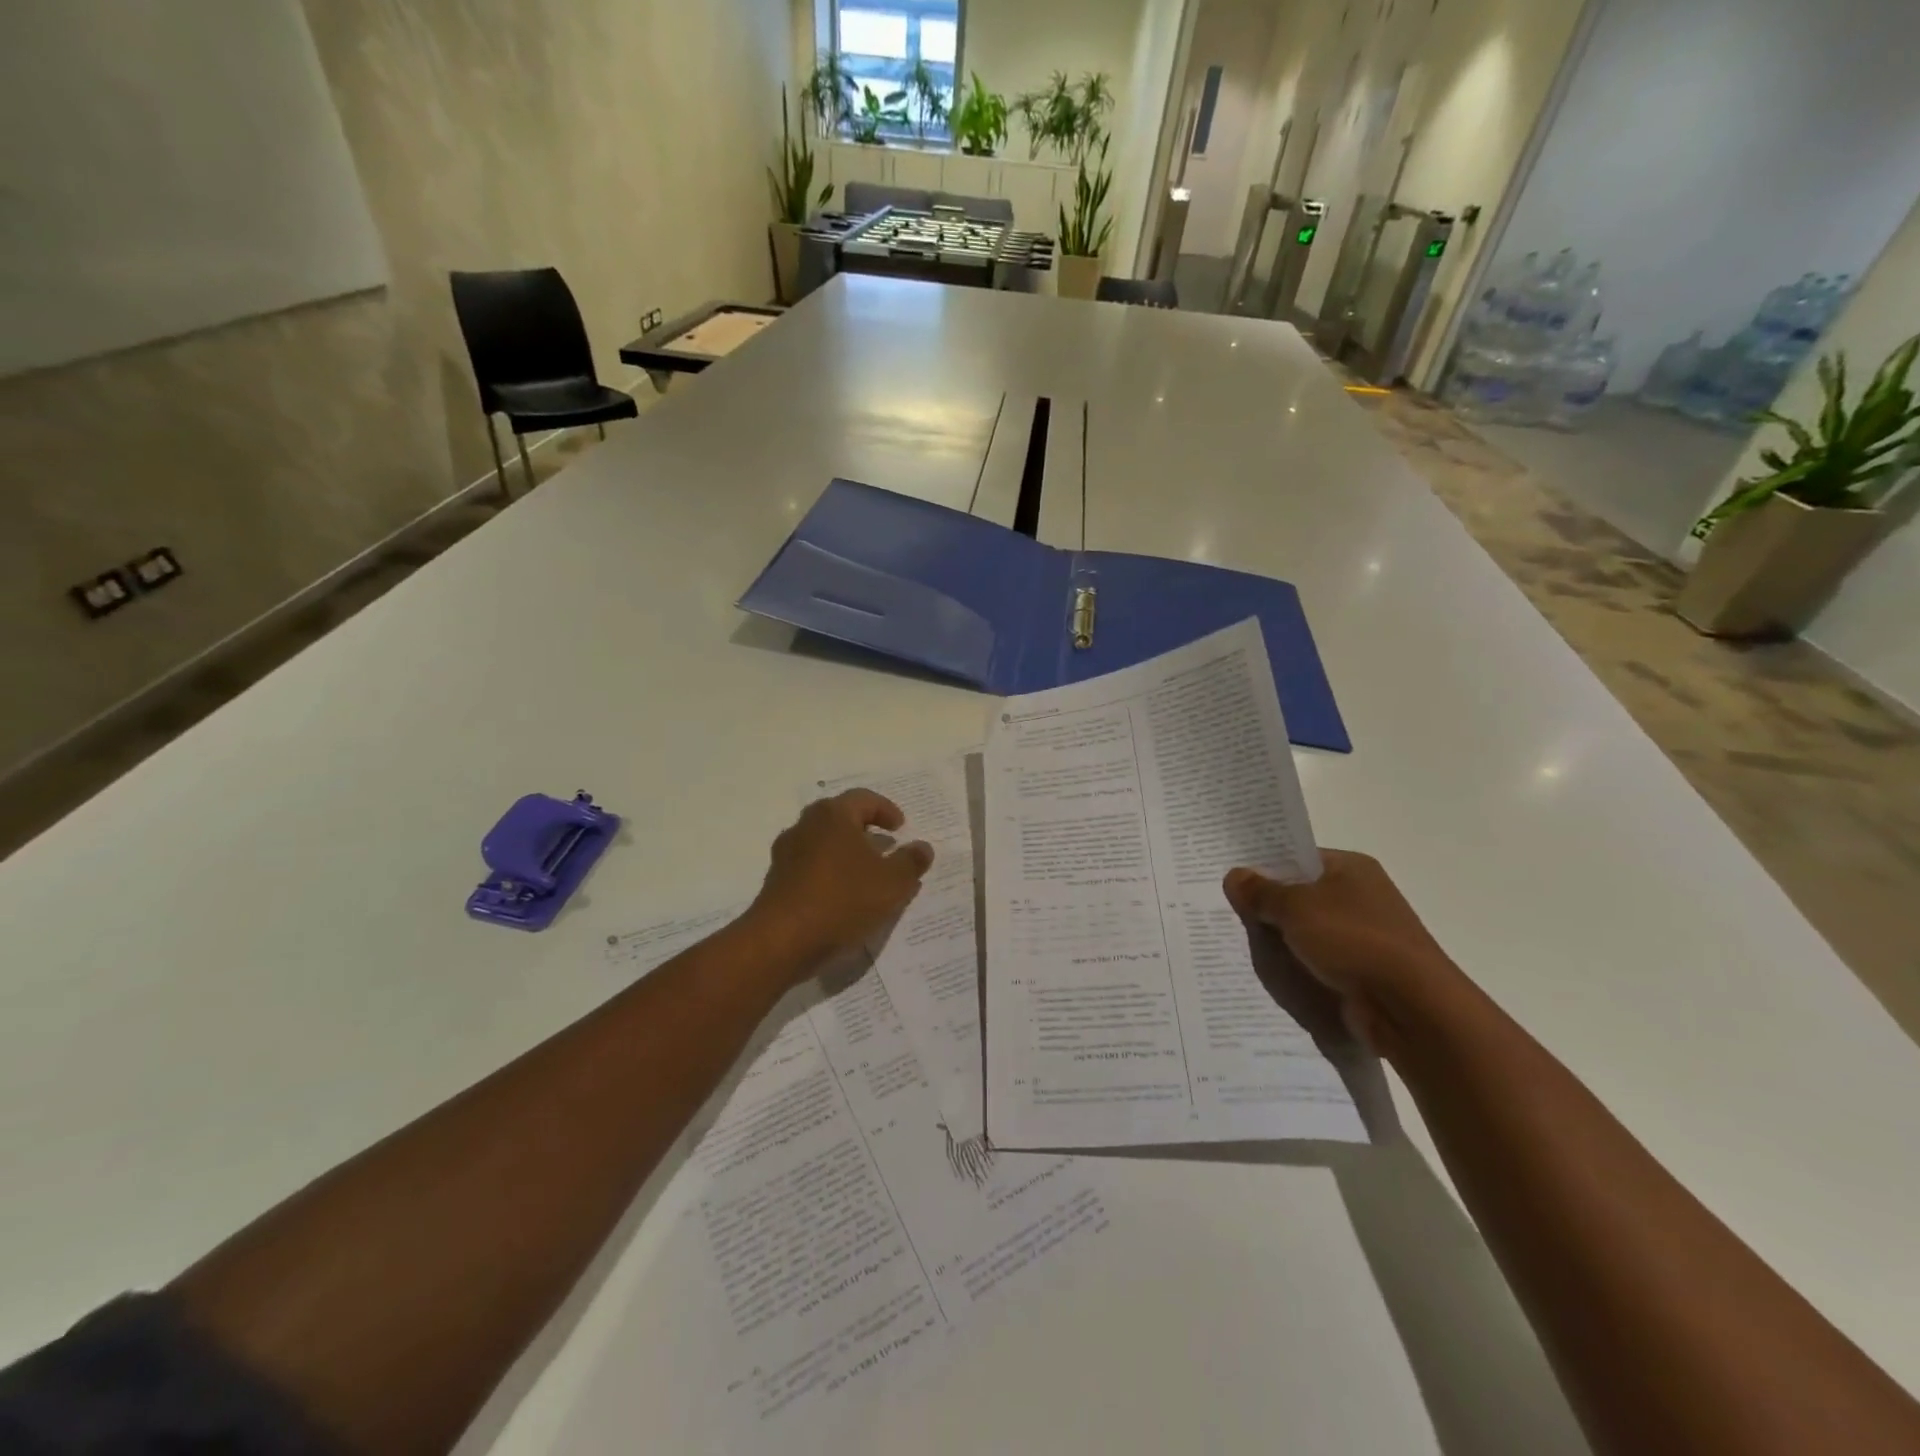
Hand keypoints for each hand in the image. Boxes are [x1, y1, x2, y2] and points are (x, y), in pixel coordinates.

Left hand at [743, 790, 934, 979]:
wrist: (782, 941)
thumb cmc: (842, 899)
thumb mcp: (892, 883)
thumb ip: (911, 862)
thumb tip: (922, 847)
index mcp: (833, 815)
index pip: (864, 799)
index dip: (887, 810)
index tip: (901, 828)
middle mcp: (806, 825)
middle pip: (840, 818)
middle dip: (865, 829)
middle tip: (885, 845)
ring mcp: (786, 853)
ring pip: (823, 843)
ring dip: (846, 853)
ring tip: (867, 875)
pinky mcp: (777, 881)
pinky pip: (811, 867)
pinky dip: (830, 873)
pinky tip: (844, 897)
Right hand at [1223, 850, 1462, 1058]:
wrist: (1411, 1008)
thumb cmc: (1353, 940)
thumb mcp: (1295, 907)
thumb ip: (1260, 892)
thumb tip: (1233, 876)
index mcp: (1351, 868)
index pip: (1298, 858)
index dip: (1264, 868)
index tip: (1232, 882)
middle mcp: (1361, 896)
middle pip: (1300, 896)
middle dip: (1269, 908)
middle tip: (1230, 915)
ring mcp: (1365, 936)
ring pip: (1307, 933)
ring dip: (1283, 942)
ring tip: (1245, 946)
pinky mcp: (1364, 972)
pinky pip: (1319, 963)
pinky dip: (1299, 968)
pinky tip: (1273, 975)